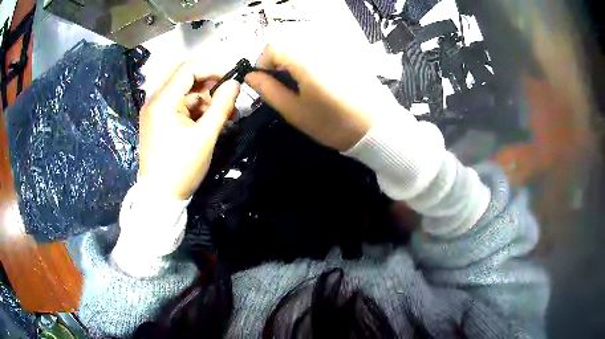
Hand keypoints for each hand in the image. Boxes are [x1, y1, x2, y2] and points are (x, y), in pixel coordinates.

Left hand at [139, 62, 239, 199]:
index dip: (212, 70)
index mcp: (163, 101)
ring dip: (201, 100)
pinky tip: (204, 123)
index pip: (189, 69)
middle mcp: (154, 101)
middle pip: (184, 79)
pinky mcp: (155, 122)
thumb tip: (235, 83)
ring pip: (182, 93)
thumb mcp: (206, 136)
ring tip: (219, 116)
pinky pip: (176, 106)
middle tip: (226, 102)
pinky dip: (192, 110)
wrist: (159, 196)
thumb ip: (222, 106)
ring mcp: (153, 112)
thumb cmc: (182, 167)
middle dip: (208, 87)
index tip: (230, 82)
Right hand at [245, 44, 399, 150]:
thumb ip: (269, 90)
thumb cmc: (333, 123)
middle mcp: (319, 46)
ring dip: (293, 58)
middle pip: (288, 41)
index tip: (263, 81)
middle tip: (280, 83)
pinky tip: (317, 79)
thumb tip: (251, 76)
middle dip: (277, 59)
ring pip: (304, 44)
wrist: (376, 128)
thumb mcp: (294, 111)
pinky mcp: (347, 53)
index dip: (262, 62)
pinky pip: (320, 48)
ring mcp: (336, 48)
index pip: (272, 46)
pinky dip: (310, 58)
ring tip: (298, 83)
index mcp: (304, 59)